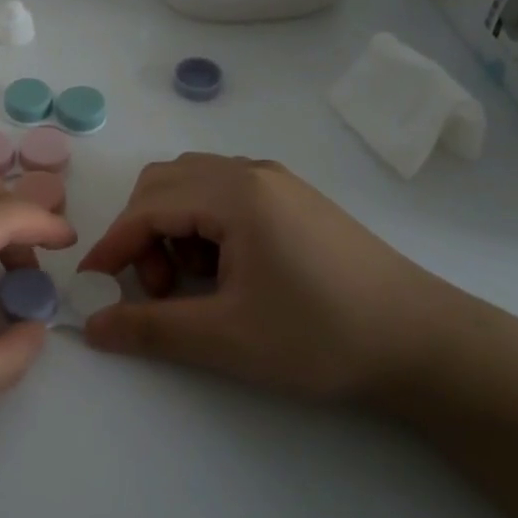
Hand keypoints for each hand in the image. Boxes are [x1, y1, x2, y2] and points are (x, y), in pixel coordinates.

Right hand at [76, 154, 451, 401]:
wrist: (426, 344)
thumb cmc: (321, 336)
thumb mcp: (227, 339)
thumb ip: (150, 329)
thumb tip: (91, 326)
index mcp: (236, 194)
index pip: (148, 207)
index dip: (113, 245)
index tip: (92, 284)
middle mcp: (252, 173)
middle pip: (165, 182)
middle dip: (142, 232)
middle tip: (155, 286)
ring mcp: (277, 182)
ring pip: (194, 185)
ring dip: (172, 227)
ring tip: (193, 282)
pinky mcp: (295, 200)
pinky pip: (225, 195)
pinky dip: (204, 225)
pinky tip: (227, 271)